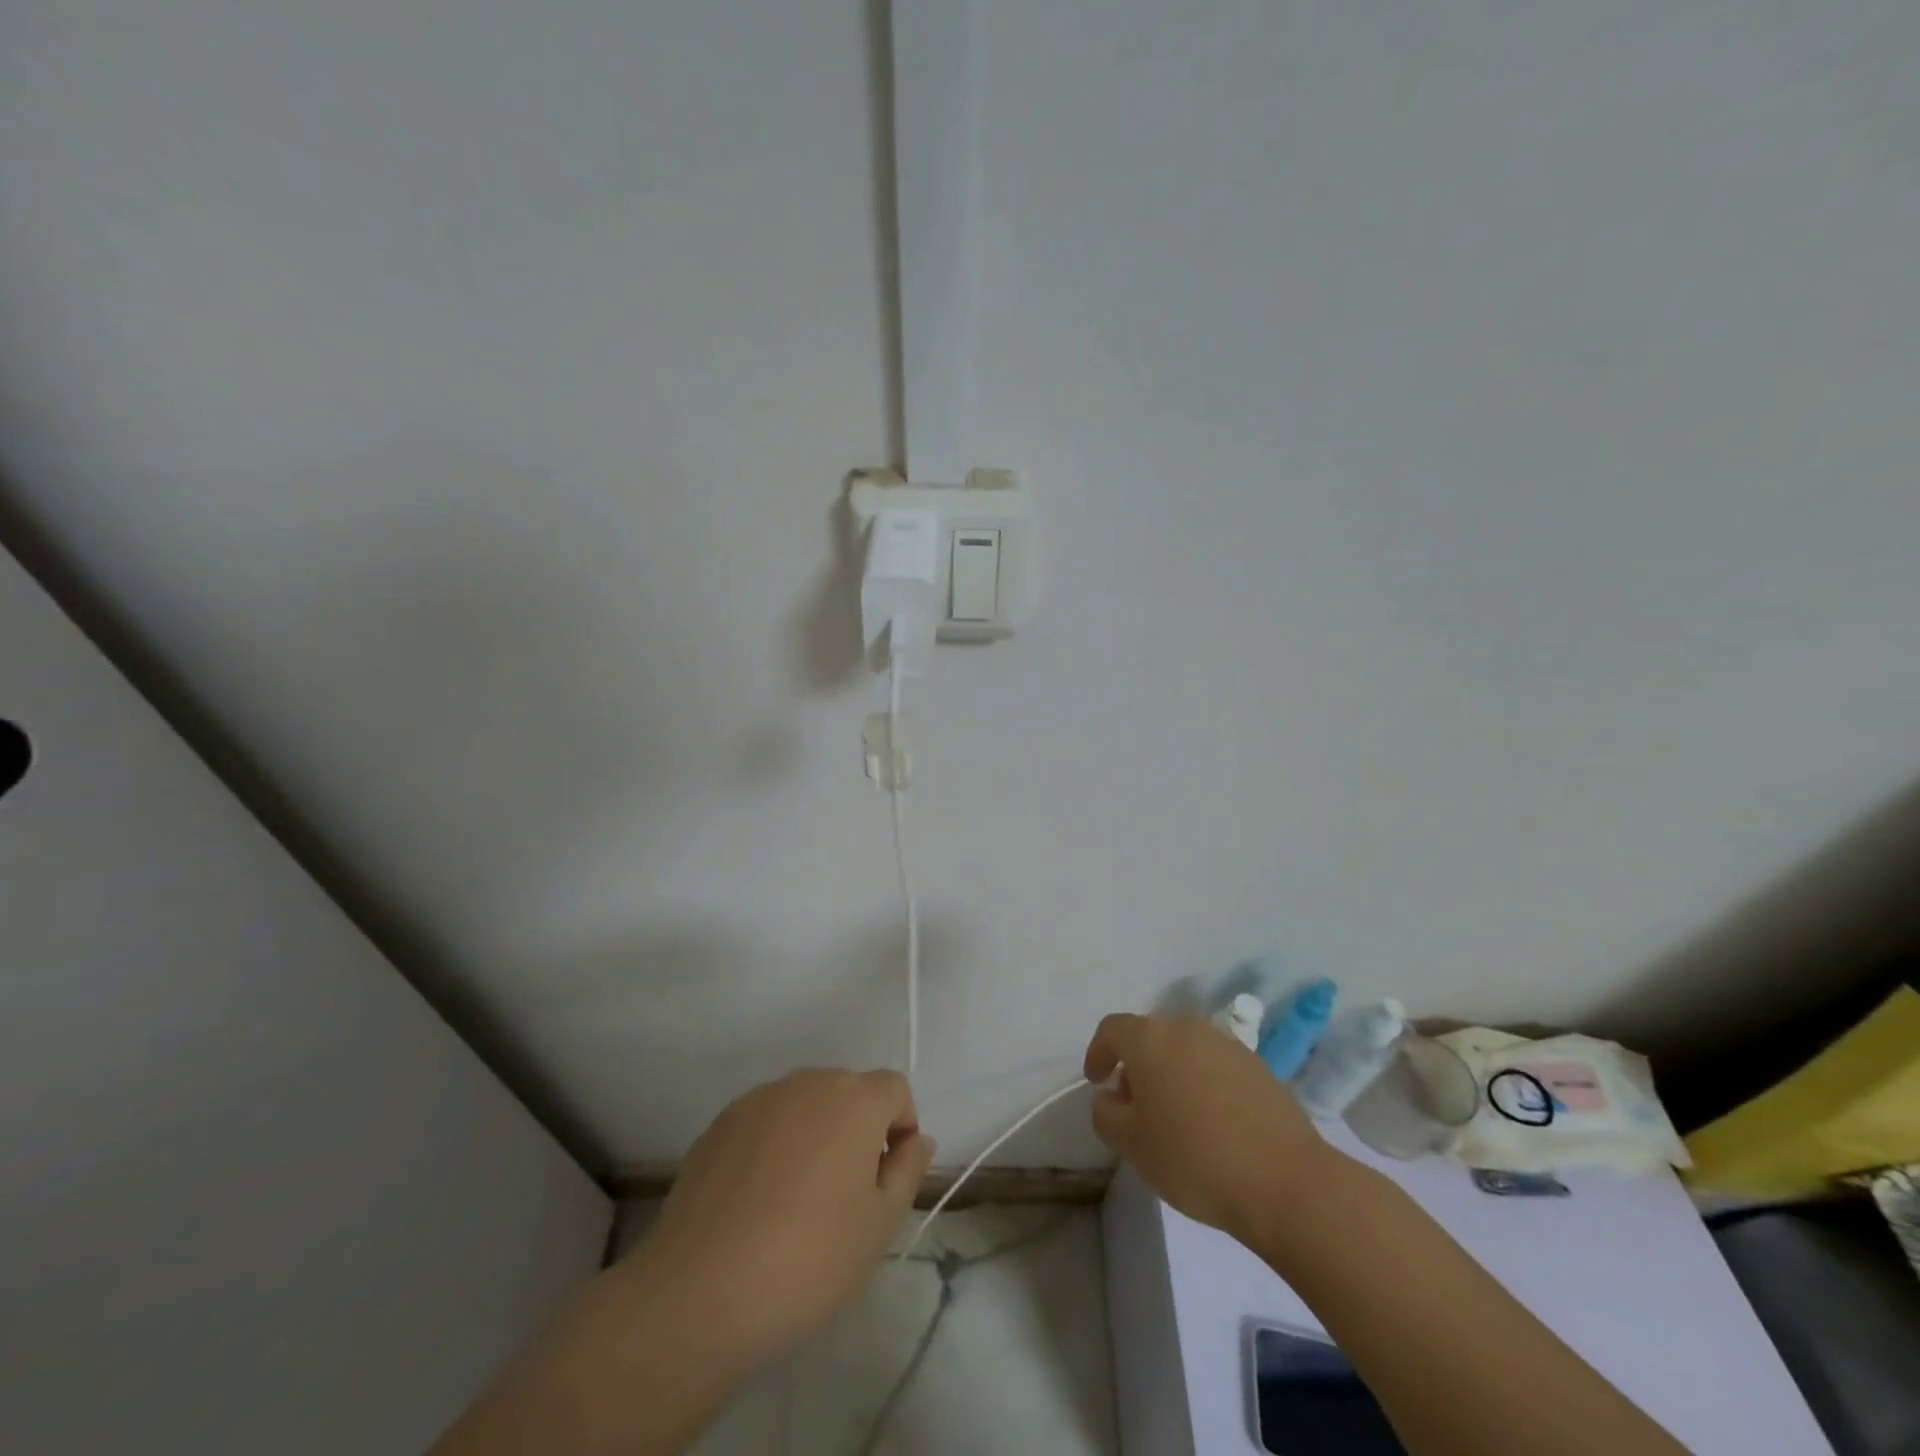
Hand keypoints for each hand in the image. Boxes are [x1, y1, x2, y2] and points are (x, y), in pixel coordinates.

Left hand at [623, 1069, 935, 1369]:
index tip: (888, 1177)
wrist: (699, 1294)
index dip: (901, 1127)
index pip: (894, 1089)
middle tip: (846, 1194)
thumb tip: (917, 1139)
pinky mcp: (719, 1123)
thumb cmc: (808, 1260)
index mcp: (854, 1100)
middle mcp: (808, 1083)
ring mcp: (758, 1100)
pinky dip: (773, 1145)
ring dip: (814, 1135)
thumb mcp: (879, 1225)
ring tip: (798, 1200)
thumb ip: (907, 1171)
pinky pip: (764, 1121)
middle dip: (857, 1130)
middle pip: (847, 1091)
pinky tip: (757, 1201)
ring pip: (804, 1105)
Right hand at [1084, 1013, 1332, 1247]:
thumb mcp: (1130, 1144)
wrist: (1285, 1181)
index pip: (1112, 1029)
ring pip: (1186, 1050)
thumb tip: (1111, 1098)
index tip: (1097, 1082)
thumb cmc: (1193, 1158)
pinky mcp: (1260, 1068)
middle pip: (1151, 1036)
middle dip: (1137, 1065)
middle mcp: (1188, 1028)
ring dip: (1172, 1074)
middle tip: (1135, 1105)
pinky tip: (1213, 1125)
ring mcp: (1228, 1045)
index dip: (1098, 1052)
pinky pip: (1217, 1067)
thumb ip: (1106, 1113)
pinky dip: (1205, 1085)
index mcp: (1151, 1038)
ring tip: (1176, 1118)